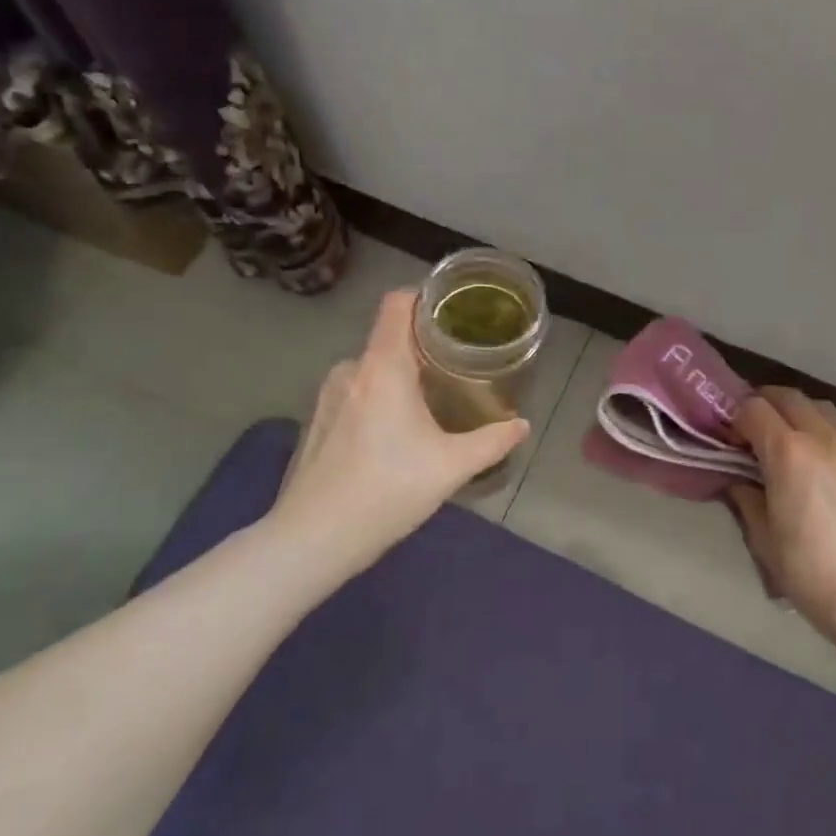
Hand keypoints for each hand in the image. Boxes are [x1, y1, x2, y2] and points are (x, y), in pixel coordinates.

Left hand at [263, 289, 530, 579]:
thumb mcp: (451, 467)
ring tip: (431, 400)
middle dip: (423, 347)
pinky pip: (356, 393)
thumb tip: (522, 425)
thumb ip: (492, 441)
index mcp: (383, 367)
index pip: (397, 304)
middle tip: (457, 365)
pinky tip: (395, 434)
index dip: (424, 296)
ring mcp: (328, 396)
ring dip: (400, 377)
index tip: (453, 310)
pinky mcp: (317, 422)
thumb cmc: (387, 490)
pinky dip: (378, 398)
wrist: (313, 539)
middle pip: (389, 339)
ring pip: (372, 369)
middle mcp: (351, 370)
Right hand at [727, 389, 835, 639]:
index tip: (730, 440)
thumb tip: (739, 478)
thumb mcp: (763, 538)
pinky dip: (834, 427)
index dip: (736, 419)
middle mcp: (823, 436)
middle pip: (788, 397)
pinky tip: (829, 451)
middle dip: (764, 405)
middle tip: (753, 431)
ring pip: (822, 405)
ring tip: (791, 439)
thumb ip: (746, 497)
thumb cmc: (811, 572)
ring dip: (799, 412)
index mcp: (788, 452)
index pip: (753, 409)